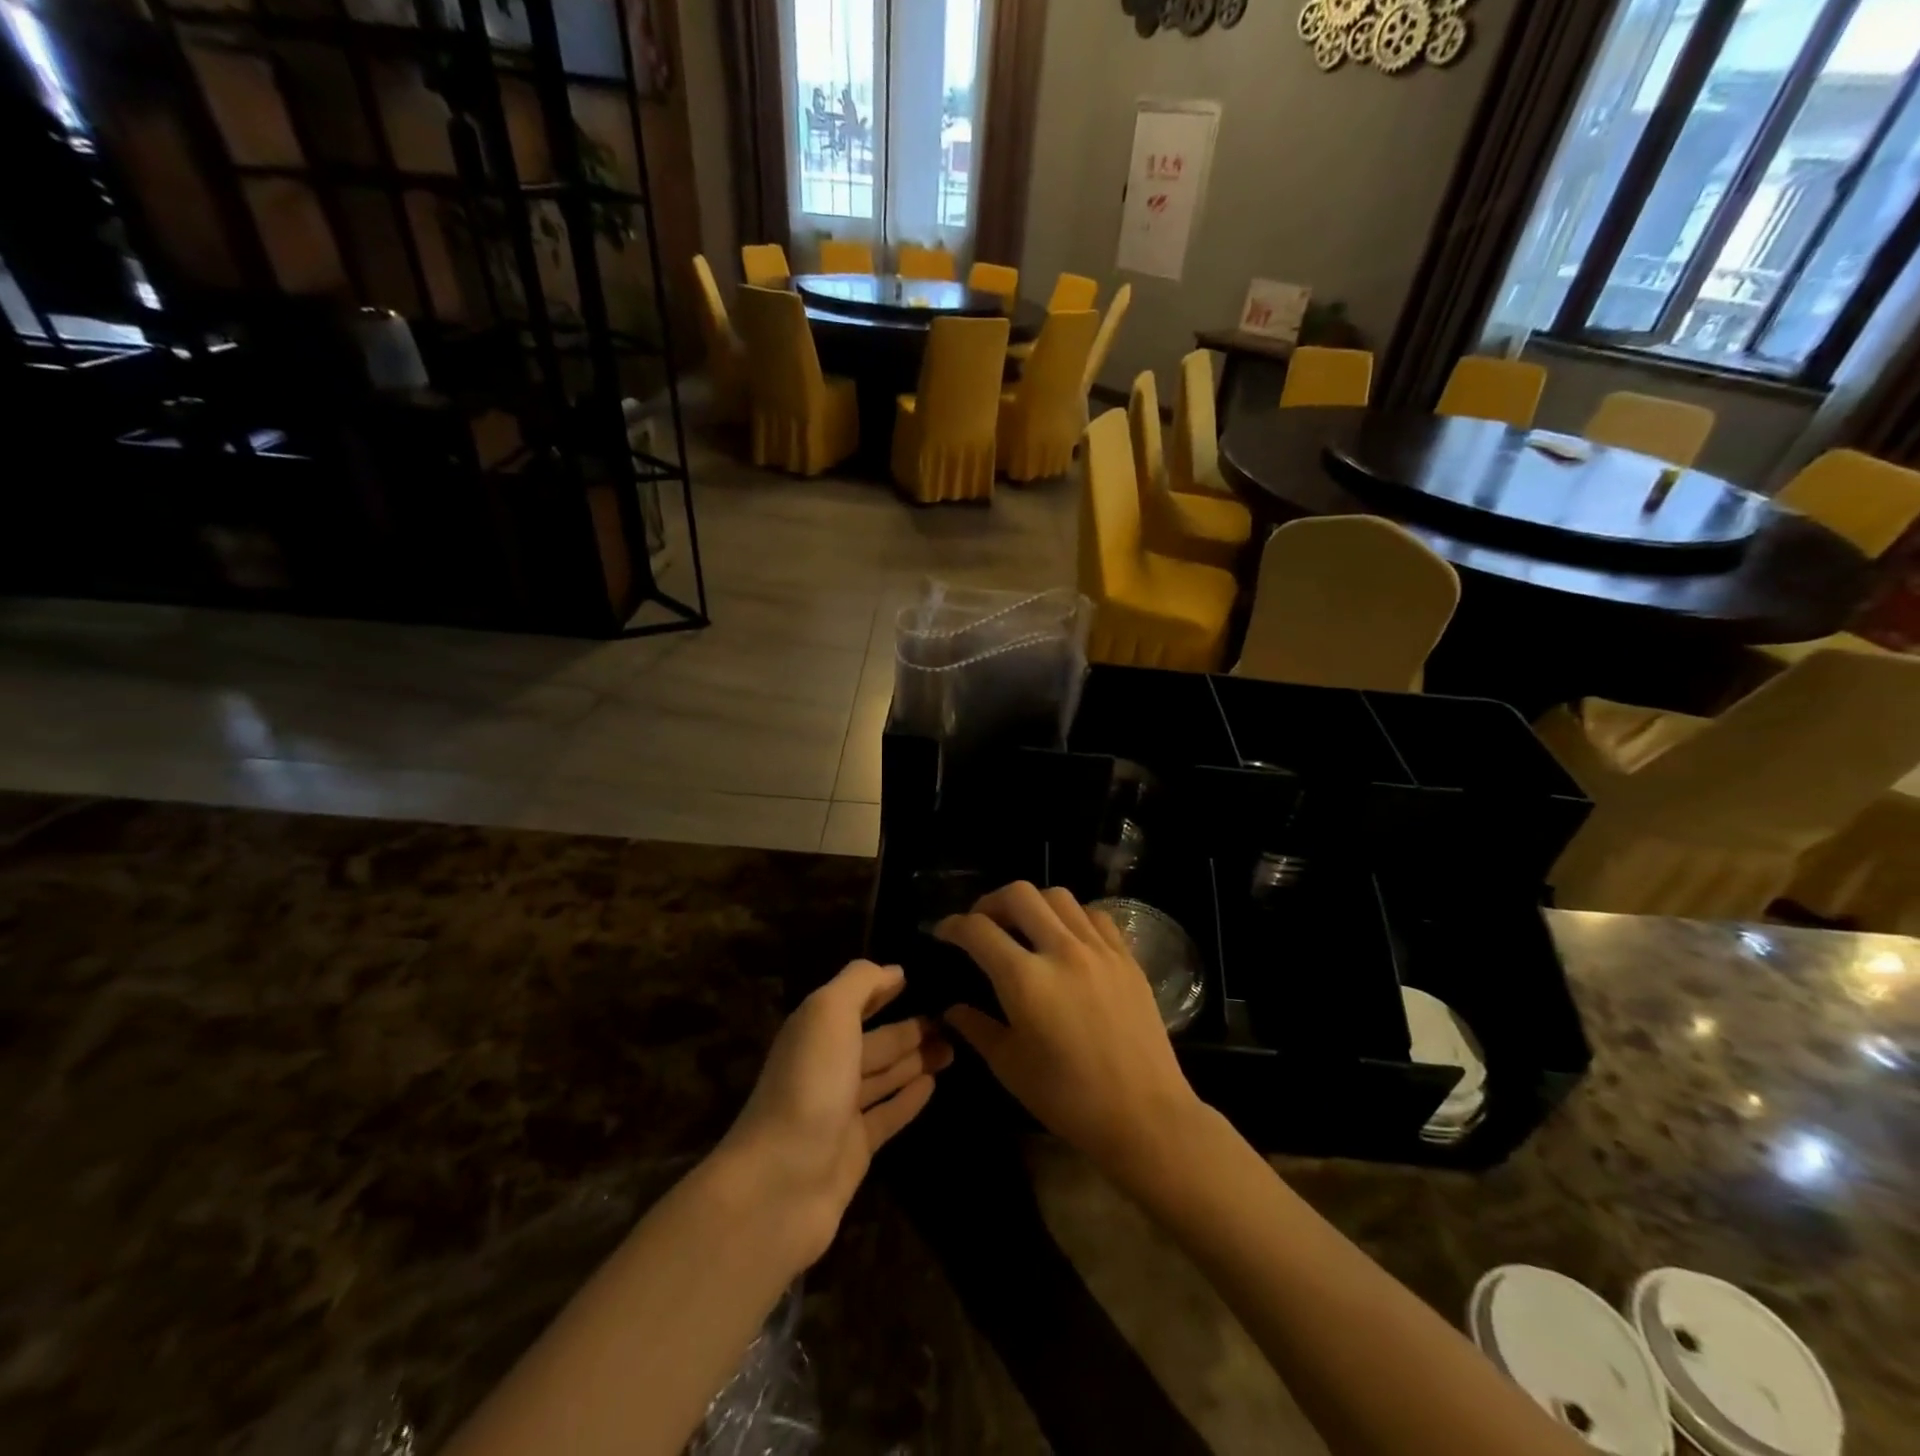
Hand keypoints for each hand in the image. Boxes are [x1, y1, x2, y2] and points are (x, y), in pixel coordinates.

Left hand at [717, 960, 950, 1265]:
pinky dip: (909, 1098)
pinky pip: (888, 1115)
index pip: (854, 1001)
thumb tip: (893, 970)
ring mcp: (839, 1111)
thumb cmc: (809, 1084)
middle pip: (875, 1041)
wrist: (780, 1184)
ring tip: (953, 1047)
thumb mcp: (829, 1014)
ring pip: (884, 1076)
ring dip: (916, 1060)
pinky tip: (934, 1085)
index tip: (916, 978)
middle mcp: (826, 1066)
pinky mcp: (855, 1150)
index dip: (881, 989)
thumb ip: (859, 984)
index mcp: (816, 1031)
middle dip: (910, 1028)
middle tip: (953, 1019)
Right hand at [937, 882, 1204, 1188]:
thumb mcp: (1010, 1067)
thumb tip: (951, 1008)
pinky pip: (1094, 915)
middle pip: (1019, 894)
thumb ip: (976, 1028)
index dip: (953, 926)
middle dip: (990, 901)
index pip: (978, 930)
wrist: (1144, 1116)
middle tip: (982, 923)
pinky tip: (1067, 936)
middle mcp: (1061, 951)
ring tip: (1024, 925)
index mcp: (1025, 980)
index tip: (943, 933)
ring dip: (1032, 903)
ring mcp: (1099, 949)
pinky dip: (1072, 915)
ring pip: (1058, 896)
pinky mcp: (1126, 957)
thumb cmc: (1069, 1099)